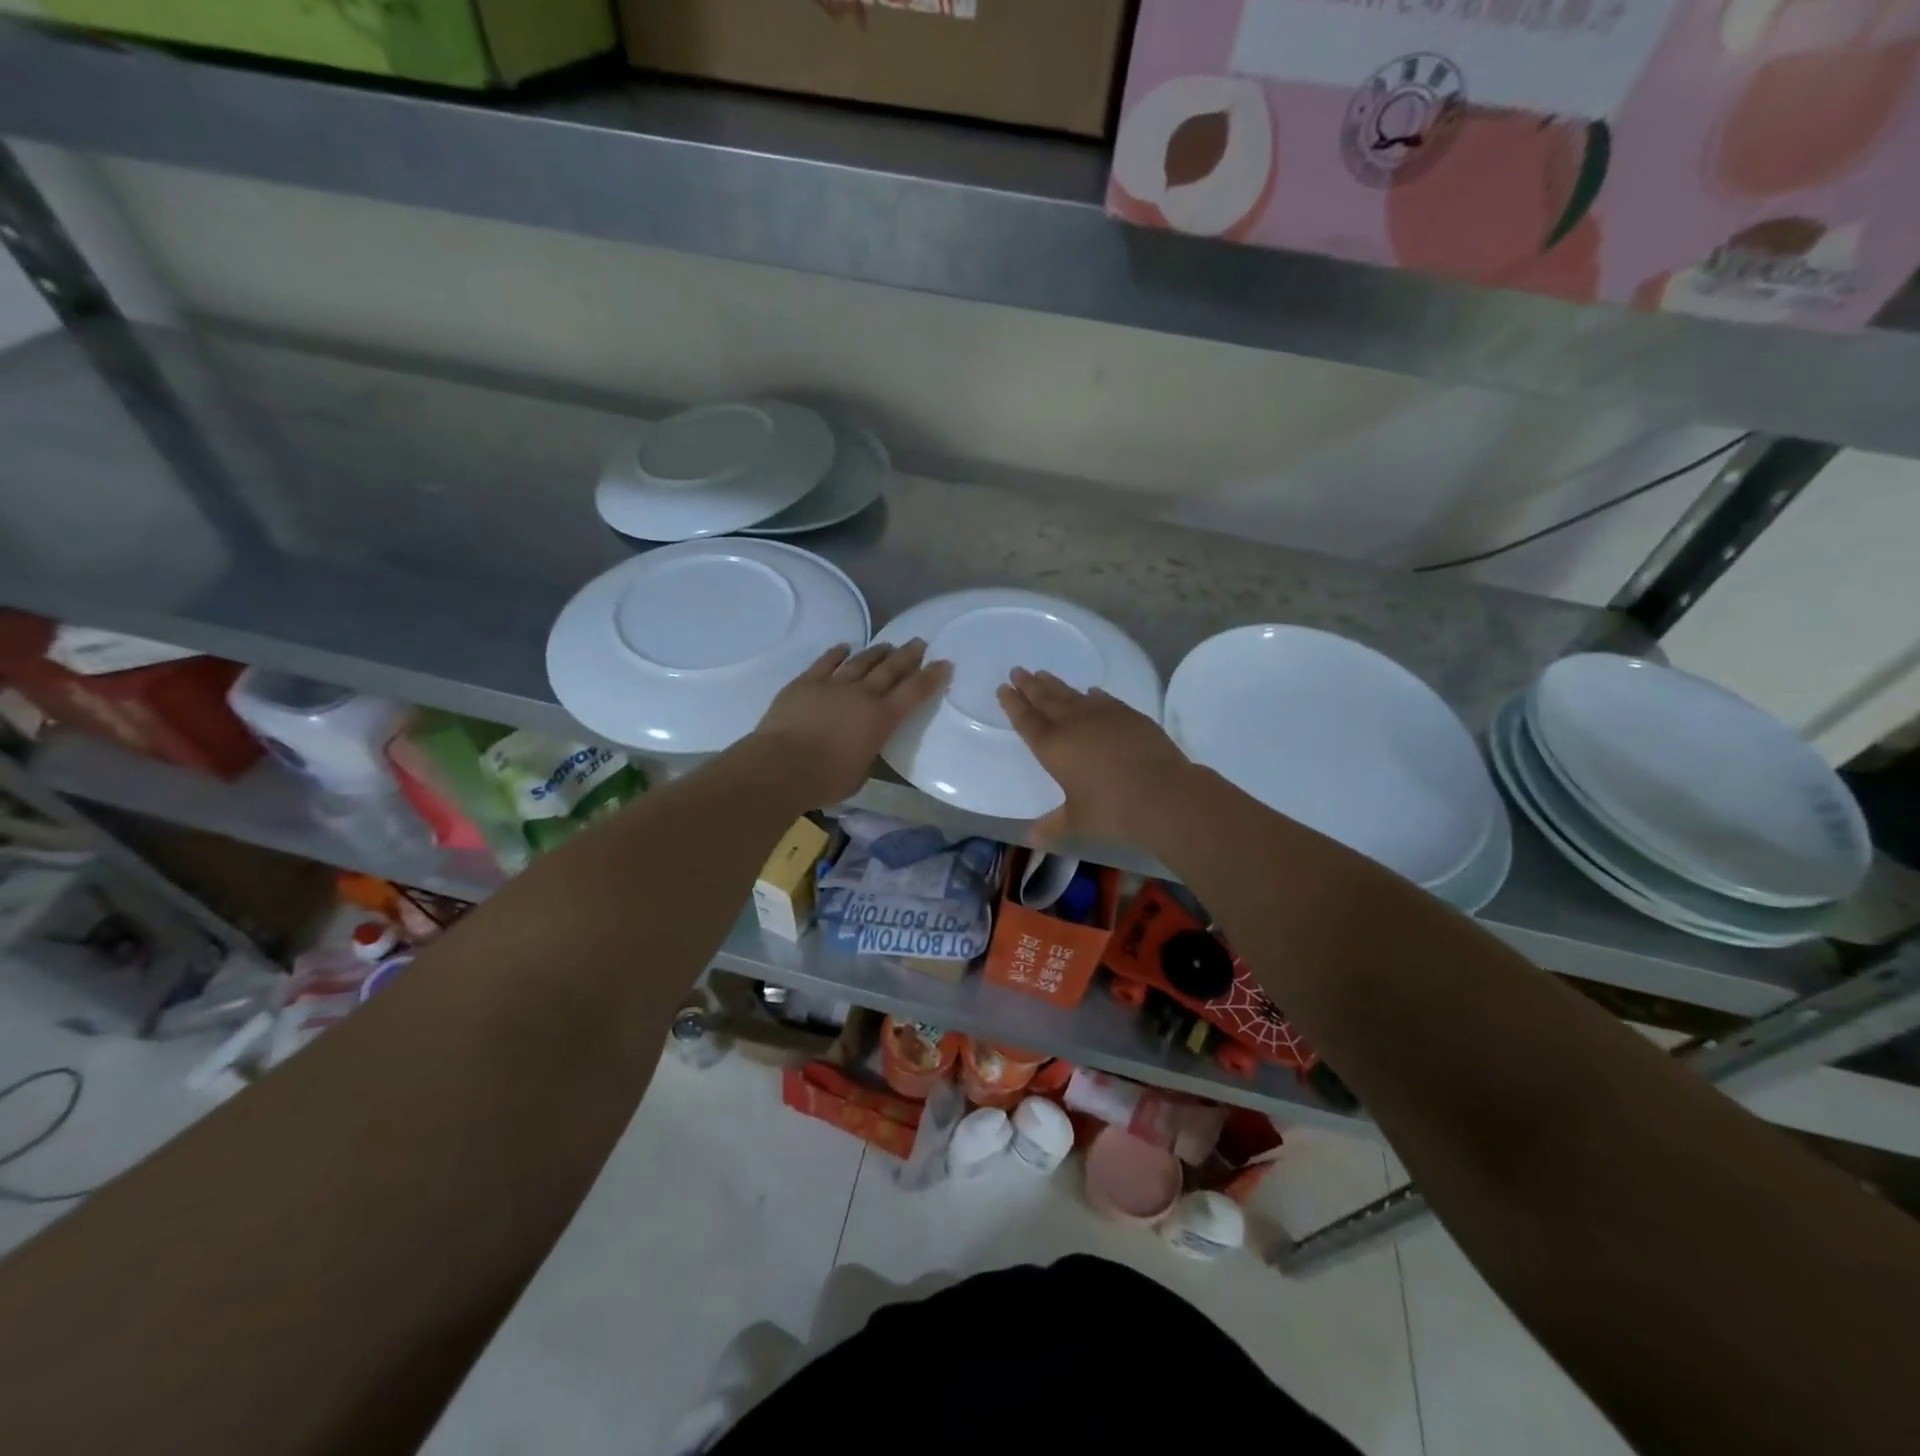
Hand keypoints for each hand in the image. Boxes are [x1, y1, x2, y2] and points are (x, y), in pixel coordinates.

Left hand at [752, 640, 950, 805]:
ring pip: (860, 662)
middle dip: (907, 655)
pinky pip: (825, 662)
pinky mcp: (805, 683)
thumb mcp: (860, 773)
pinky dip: (836, 653)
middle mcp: (862, 695)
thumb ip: (867, 753)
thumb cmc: (826, 779)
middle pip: (890, 669)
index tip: (944, 664)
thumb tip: (863, 746)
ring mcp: (832, 685)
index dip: (931, 677)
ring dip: (876, 652)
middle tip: (919, 643)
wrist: (782, 765)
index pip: (914, 693)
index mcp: (881, 719)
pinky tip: (844, 647)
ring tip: (887, 645)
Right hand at [997, 668, 1194, 844]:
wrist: (1161, 792)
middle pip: (1045, 699)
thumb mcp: (1077, 821)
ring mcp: (1102, 715)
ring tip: (1043, 673)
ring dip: (1056, 684)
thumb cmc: (1111, 810)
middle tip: (1018, 670)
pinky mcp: (1129, 715)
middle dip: (1029, 685)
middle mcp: (1073, 724)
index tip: (1004, 688)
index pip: (1026, 720)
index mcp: (1052, 747)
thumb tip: (1031, 839)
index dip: (1013, 704)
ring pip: (1072, 694)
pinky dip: (1093, 695)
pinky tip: (1091, 691)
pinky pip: (1104, 700)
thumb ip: (1052, 826)